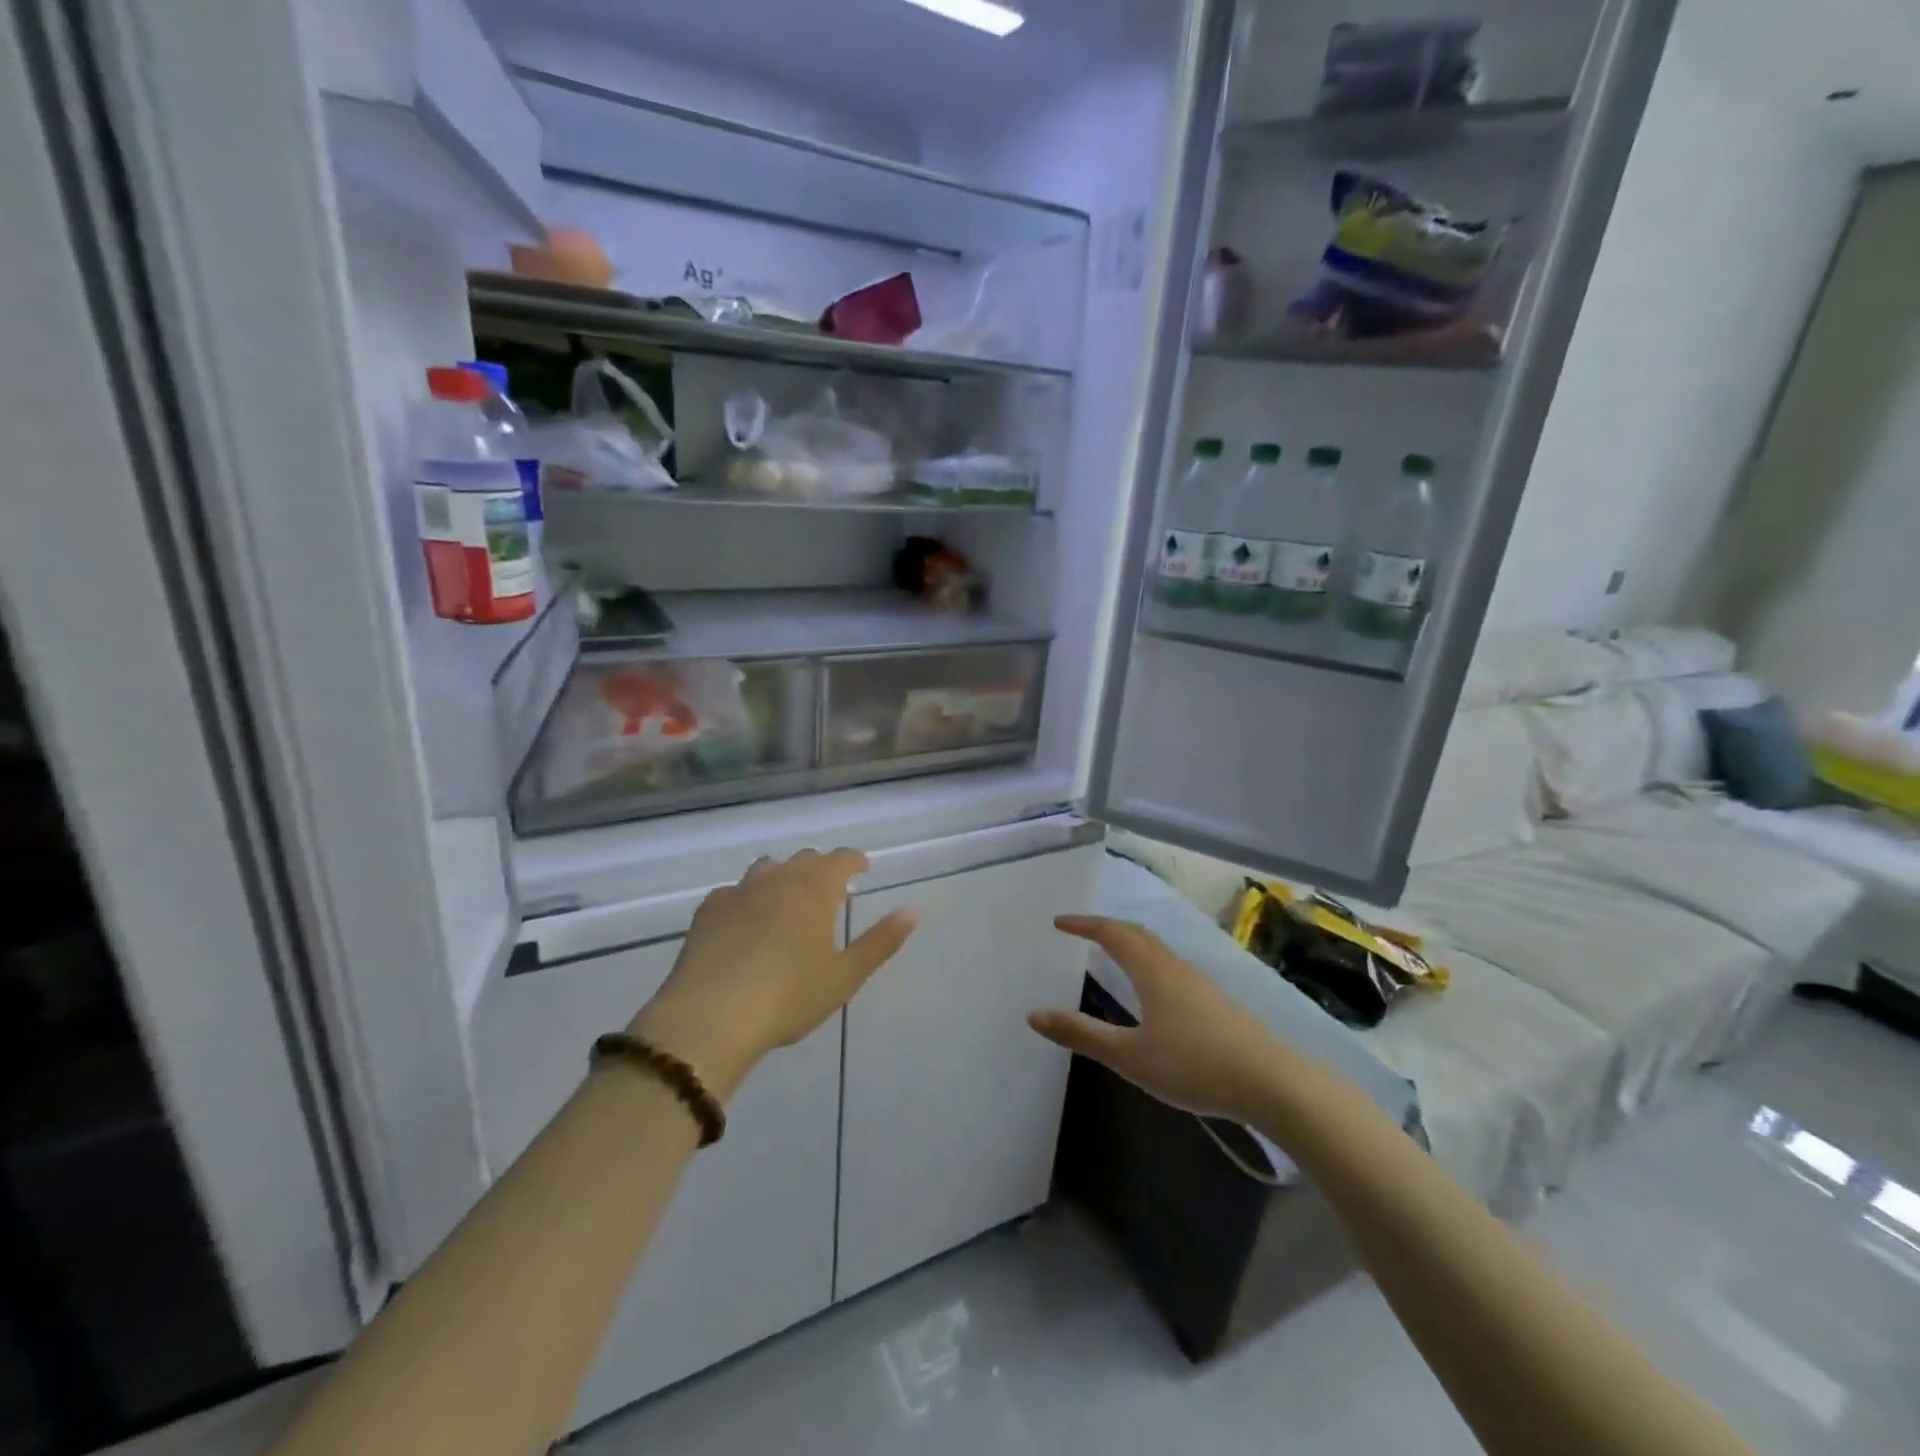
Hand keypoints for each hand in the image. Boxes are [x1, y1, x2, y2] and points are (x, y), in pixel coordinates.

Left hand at [633, 849, 916, 1101]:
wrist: (710, 1018)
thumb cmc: (789, 996)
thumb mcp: (845, 976)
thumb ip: (881, 941)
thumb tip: (912, 911)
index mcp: (814, 889)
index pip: (841, 859)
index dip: (854, 860)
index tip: (862, 869)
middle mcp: (777, 879)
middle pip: (805, 859)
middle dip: (821, 869)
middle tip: (830, 892)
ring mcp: (738, 891)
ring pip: (767, 869)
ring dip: (784, 877)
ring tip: (788, 903)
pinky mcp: (708, 910)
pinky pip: (735, 891)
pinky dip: (748, 898)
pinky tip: (745, 923)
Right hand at [1028, 916, 1290, 1123]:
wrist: (1273, 1082)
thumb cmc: (1194, 1065)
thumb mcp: (1130, 1056)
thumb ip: (1082, 1034)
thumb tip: (1034, 1015)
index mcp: (1152, 971)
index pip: (1112, 933)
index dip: (1084, 924)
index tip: (1059, 922)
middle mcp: (1175, 967)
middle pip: (1137, 934)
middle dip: (1106, 927)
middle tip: (1081, 931)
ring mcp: (1200, 982)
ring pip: (1158, 949)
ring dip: (1130, 943)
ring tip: (1111, 952)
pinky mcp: (1216, 1001)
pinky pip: (1171, 966)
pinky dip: (1149, 961)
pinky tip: (1152, 989)